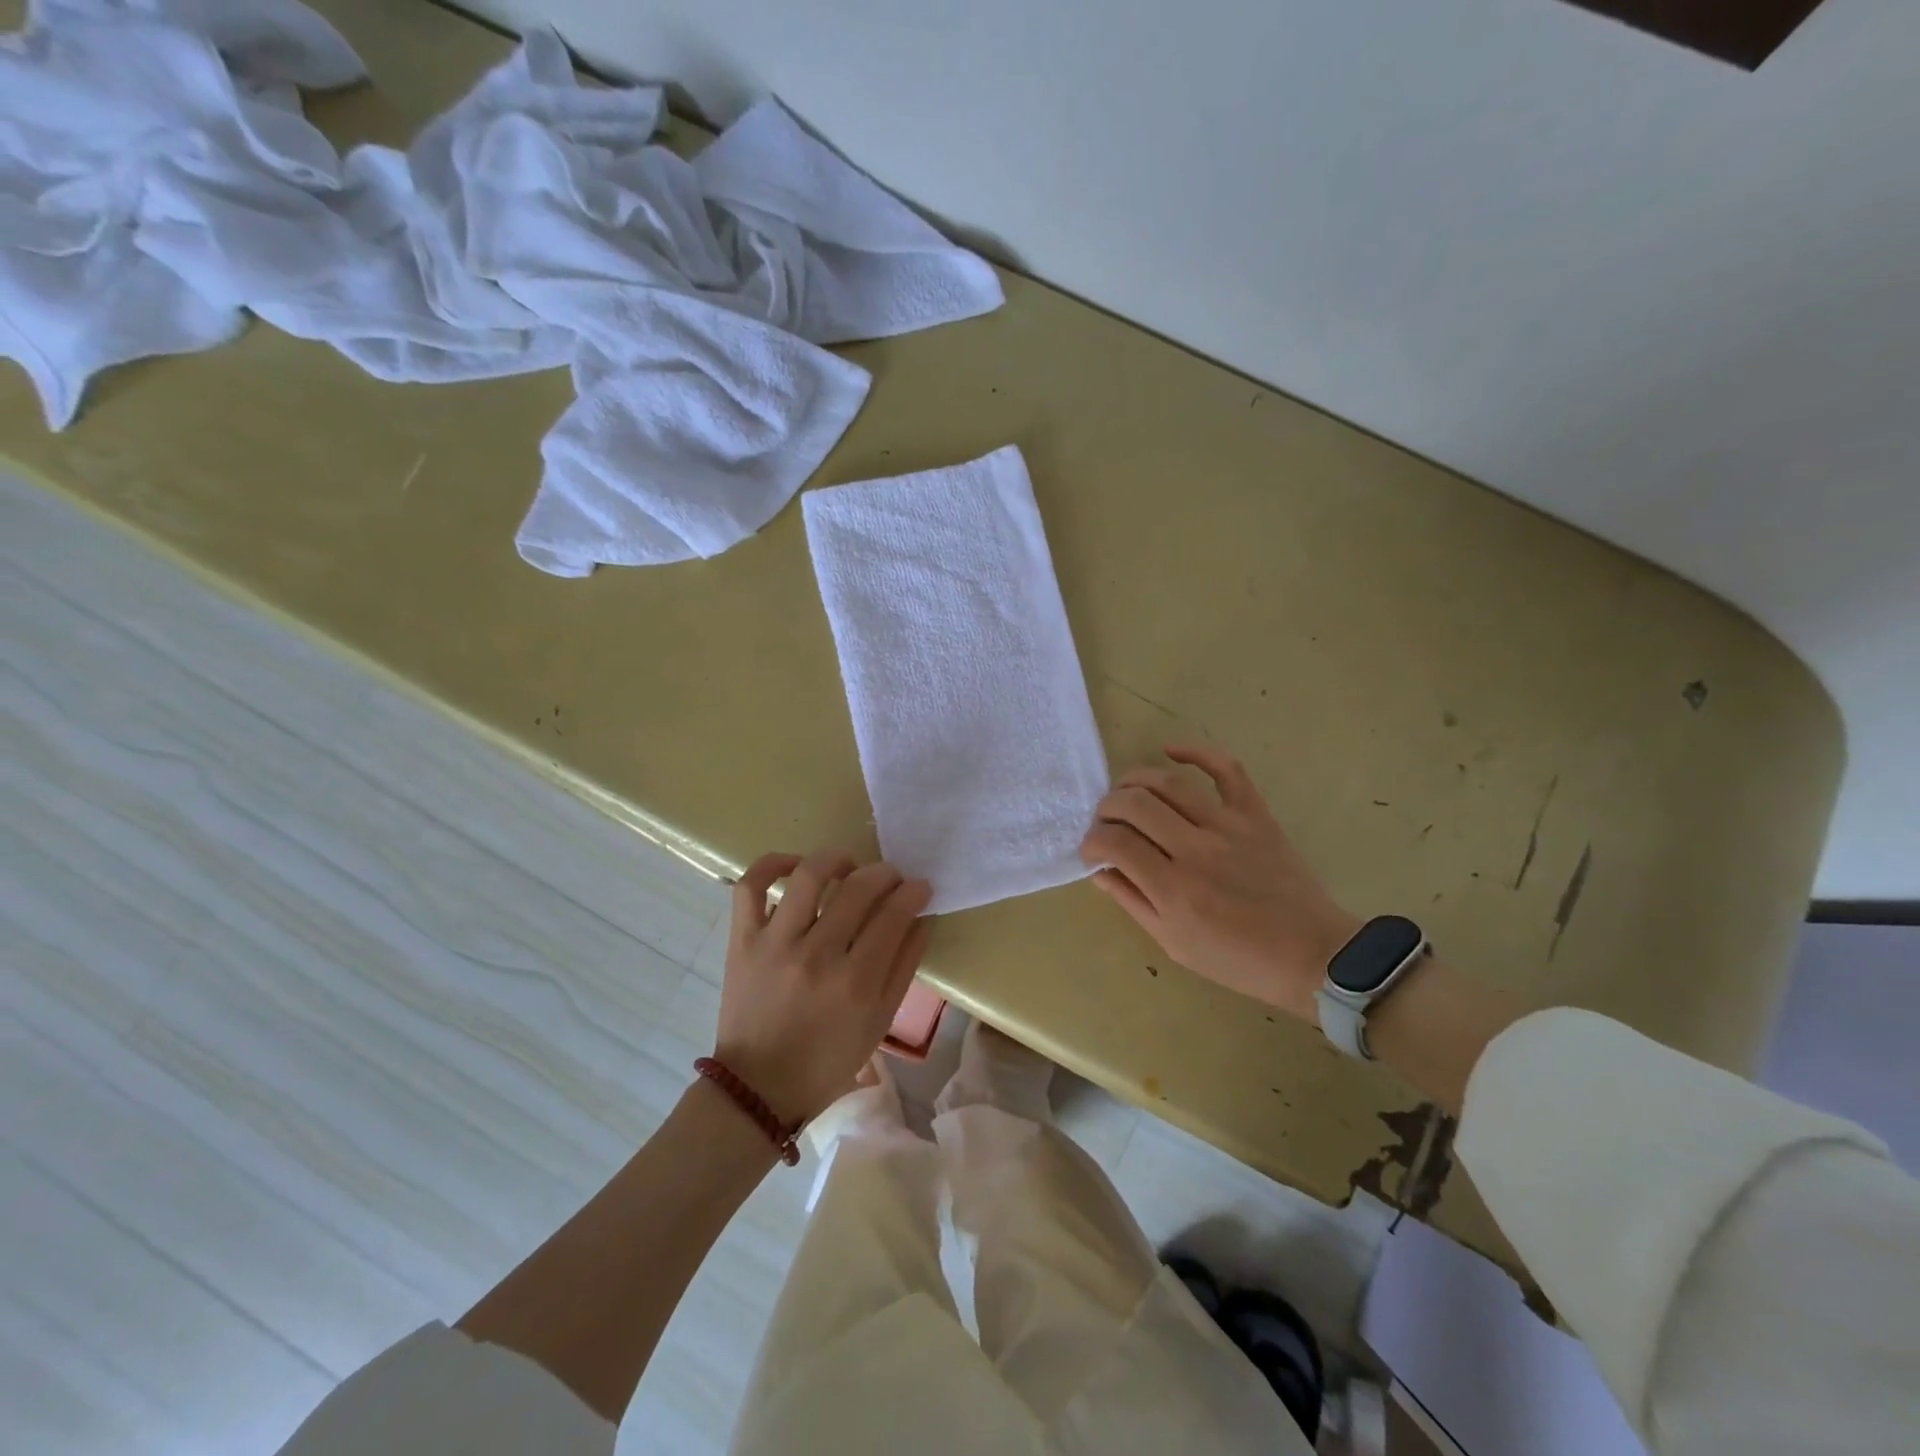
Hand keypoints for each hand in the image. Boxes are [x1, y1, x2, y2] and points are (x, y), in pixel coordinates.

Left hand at [715, 850, 933, 1123]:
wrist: (759, 1086)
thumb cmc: (828, 1058)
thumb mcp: (880, 1021)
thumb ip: (904, 966)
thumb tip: (921, 918)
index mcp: (855, 982)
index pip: (893, 915)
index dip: (913, 893)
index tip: (919, 887)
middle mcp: (816, 955)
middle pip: (858, 889)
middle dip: (885, 873)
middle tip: (891, 877)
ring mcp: (775, 943)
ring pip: (809, 876)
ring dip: (836, 859)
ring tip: (847, 865)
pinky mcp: (742, 940)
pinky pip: (751, 887)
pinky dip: (772, 865)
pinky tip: (795, 865)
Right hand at [1079, 743, 1358, 1022]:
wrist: (1313, 955)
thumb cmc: (1239, 960)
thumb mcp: (1174, 944)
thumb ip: (1132, 902)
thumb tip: (1099, 870)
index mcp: (1174, 890)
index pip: (1114, 844)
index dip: (1092, 842)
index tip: (1091, 851)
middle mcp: (1196, 850)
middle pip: (1134, 805)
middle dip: (1106, 808)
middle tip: (1104, 822)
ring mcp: (1228, 827)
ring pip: (1168, 783)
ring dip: (1134, 780)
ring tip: (1125, 792)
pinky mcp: (1255, 814)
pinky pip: (1226, 769)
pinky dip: (1196, 751)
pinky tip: (1170, 751)